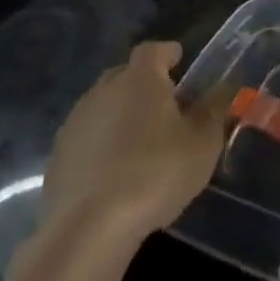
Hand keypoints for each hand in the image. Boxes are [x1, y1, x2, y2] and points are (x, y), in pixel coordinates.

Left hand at [41, 41, 231, 246]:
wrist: (87, 230)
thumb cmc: (155, 173)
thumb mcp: (203, 143)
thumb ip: (214, 110)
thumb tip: (223, 88)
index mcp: (140, 79)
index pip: (153, 50)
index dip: (167, 53)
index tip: (180, 61)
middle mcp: (103, 92)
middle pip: (124, 75)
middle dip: (143, 83)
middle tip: (164, 103)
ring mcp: (75, 125)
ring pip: (102, 106)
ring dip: (119, 114)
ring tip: (139, 140)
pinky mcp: (56, 159)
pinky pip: (85, 138)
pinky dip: (100, 144)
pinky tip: (114, 170)